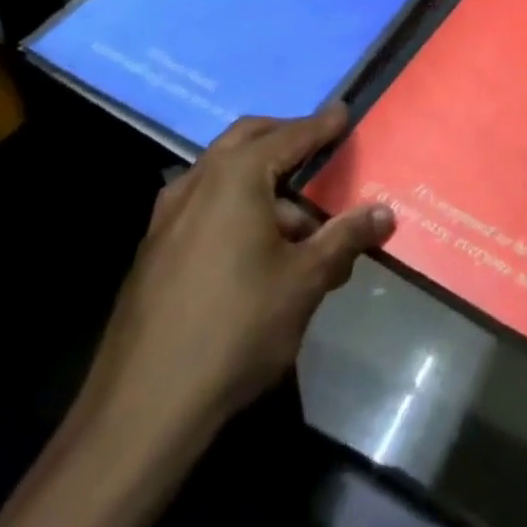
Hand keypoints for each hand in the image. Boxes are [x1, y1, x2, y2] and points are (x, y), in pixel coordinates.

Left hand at [76, 105, 392, 450]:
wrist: (141, 412)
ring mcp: (167, 216)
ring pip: (221, 172)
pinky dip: (234, 203)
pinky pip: (203, 204)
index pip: (291, 136)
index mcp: (236, 176)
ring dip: (260, 177)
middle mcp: (198, 182)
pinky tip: (254, 247)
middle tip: (318, 148)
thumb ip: (345, 238)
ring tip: (296, 219)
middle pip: (247, 139)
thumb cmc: (236, 330)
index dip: (322, 126)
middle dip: (285, 137)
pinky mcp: (153, 251)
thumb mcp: (305, 281)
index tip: (344, 114)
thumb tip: (384, 213)